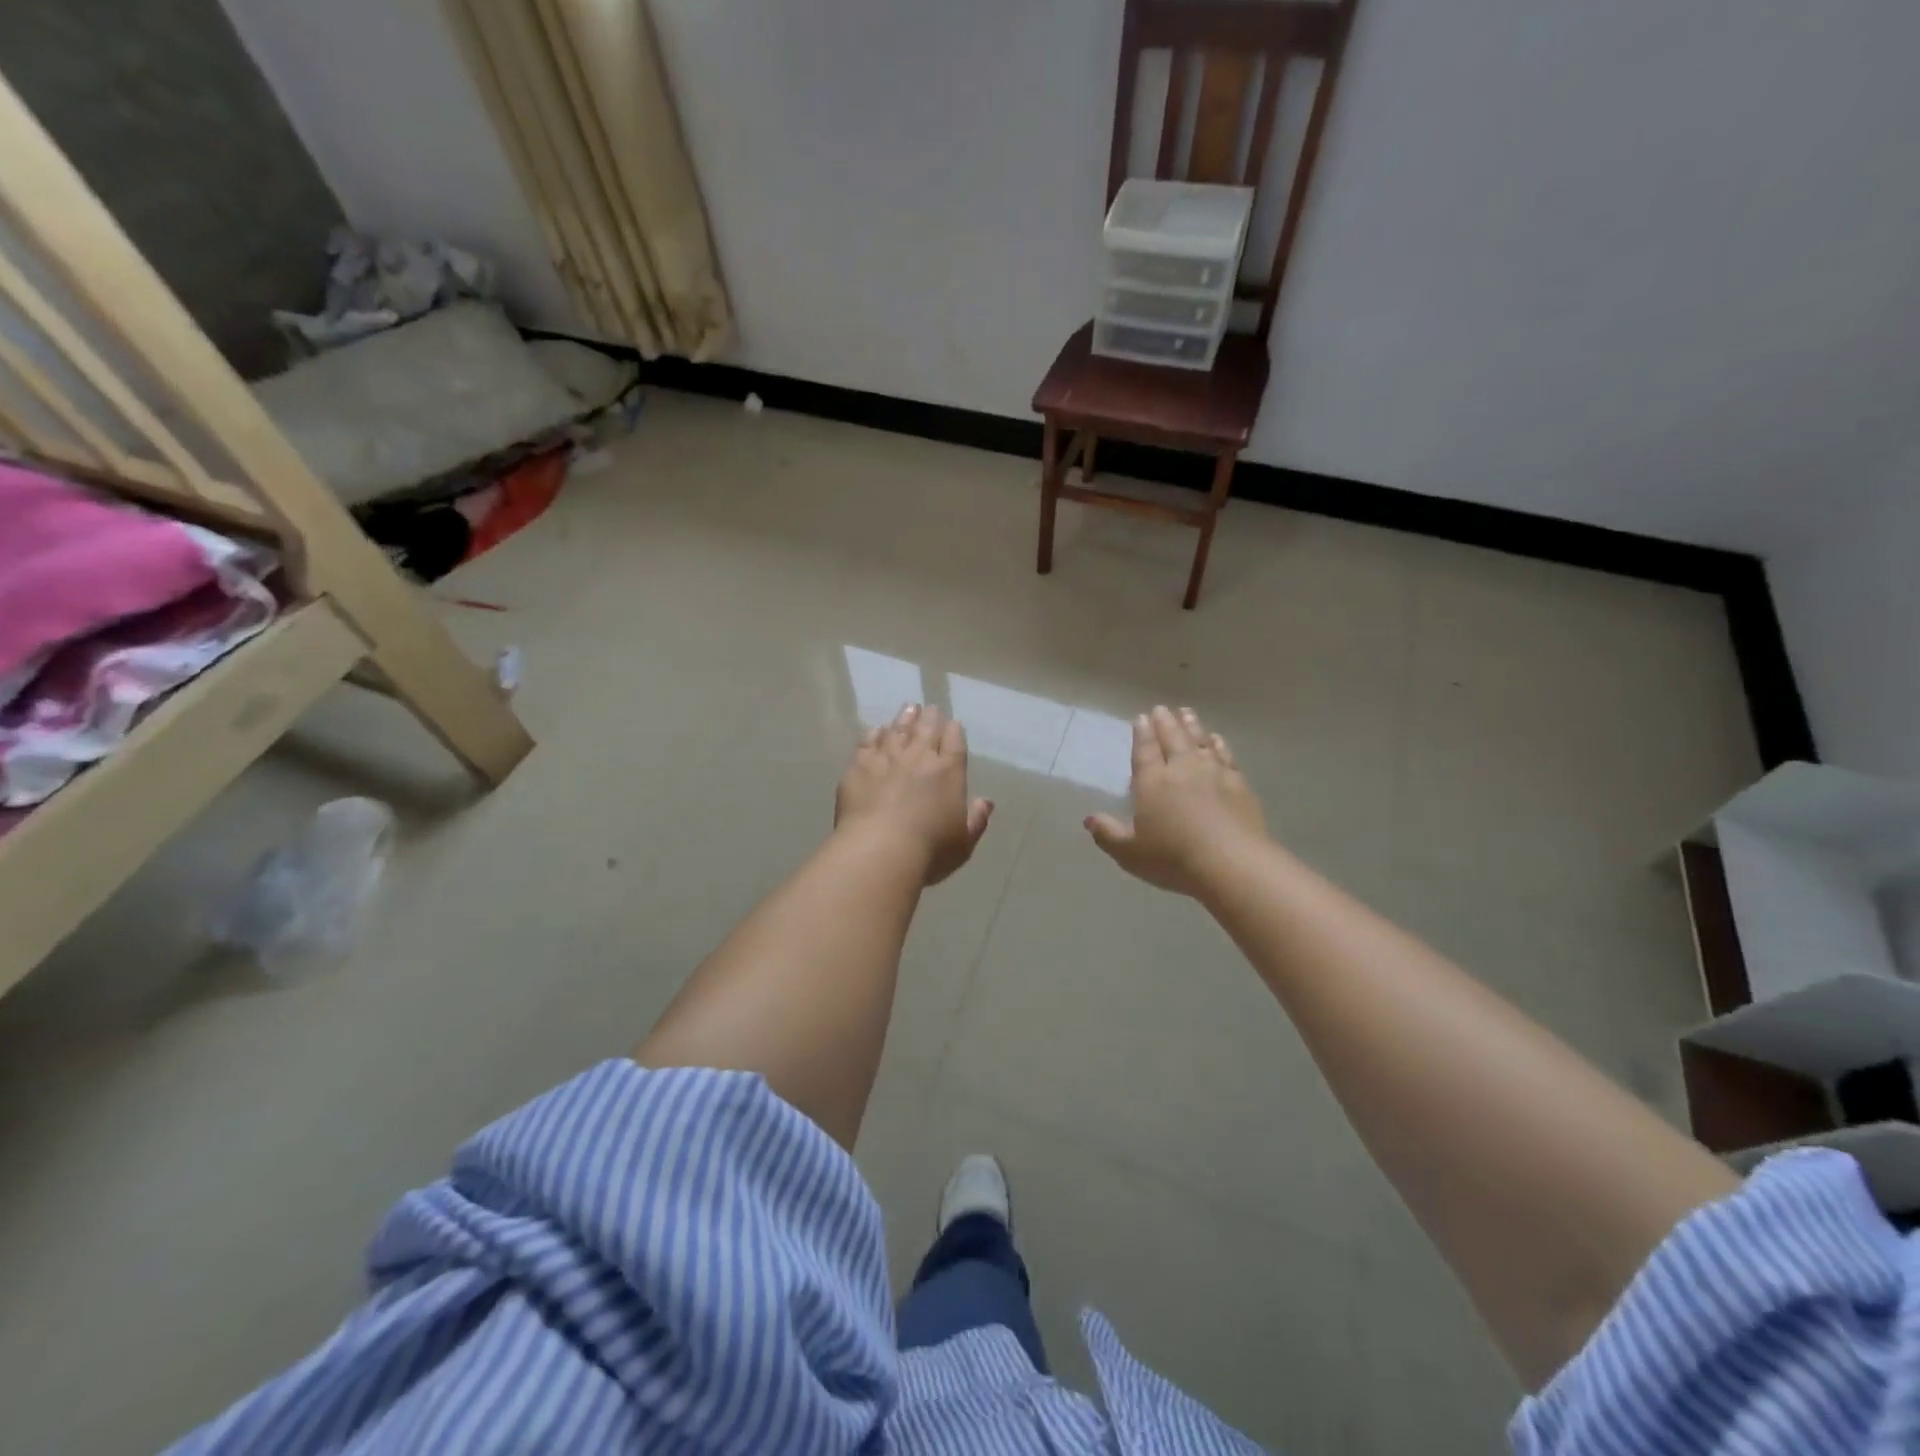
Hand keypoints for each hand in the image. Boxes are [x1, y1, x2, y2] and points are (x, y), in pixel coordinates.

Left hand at [835, 704, 993, 885]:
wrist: (879, 850)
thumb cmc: (929, 850)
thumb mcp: (963, 841)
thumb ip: (976, 819)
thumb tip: (987, 802)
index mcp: (949, 771)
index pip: (954, 742)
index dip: (954, 731)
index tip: (953, 723)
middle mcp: (919, 757)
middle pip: (927, 729)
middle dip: (930, 717)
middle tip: (930, 709)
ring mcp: (887, 758)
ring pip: (898, 729)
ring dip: (905, 717)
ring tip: (909, 708)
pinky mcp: (859, 765)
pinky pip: (868, 742)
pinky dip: (875, 733)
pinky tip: (877, 730)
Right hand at [1086, 705, 1267, 895]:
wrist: (1232, 863)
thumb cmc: (1173, 858)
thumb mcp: (1130, 853)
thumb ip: (1108, 834)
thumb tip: (1089, 819)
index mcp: (1152, 782)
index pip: (1145, 751)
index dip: (1142, 734)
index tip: (1141, 717)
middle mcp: (1182, 769)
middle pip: (1173, 739)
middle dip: (1165, 723)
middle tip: (1162, 708)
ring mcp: (1213, 774)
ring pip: (1200, 742)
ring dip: (1192, 726)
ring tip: (1186, 713)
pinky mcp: (1239, 784)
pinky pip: (1226, 756)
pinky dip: (1219, 745)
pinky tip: (1217, 740)